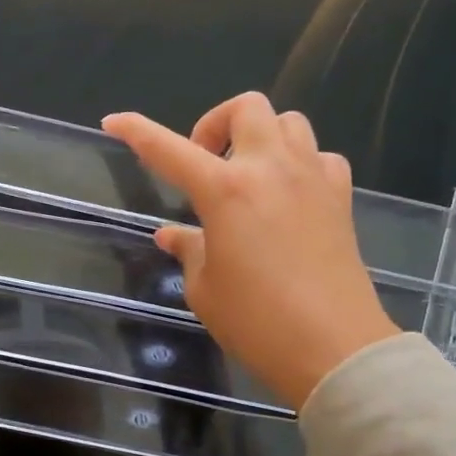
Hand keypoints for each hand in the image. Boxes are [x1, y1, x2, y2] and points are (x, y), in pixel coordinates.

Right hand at [103, 93, 398, 409]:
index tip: (115, 121)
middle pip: (246, 108)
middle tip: (204, 164)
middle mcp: (270, 169)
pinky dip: (298, 163)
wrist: (333, 347)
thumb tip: (172, 235)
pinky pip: (319, 156)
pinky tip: (287, 196)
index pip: (169, 150)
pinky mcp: (340, 197)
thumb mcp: (205, 288)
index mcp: (225, 191)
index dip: (137, 131)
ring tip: (247, 177)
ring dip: (260, 137)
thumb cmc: (256, 321)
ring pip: (288, 122)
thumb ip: (188, 250)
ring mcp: (311, 179)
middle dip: (216, 124)